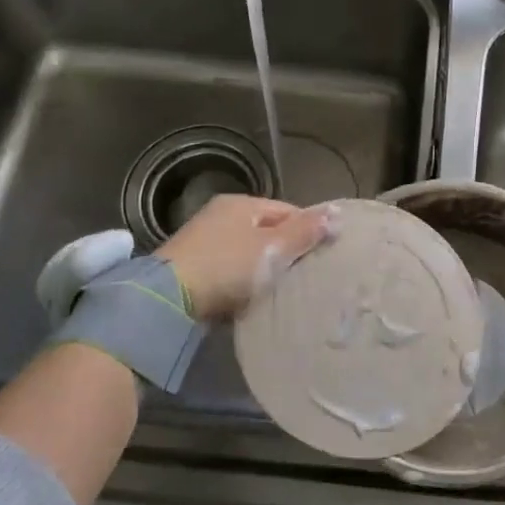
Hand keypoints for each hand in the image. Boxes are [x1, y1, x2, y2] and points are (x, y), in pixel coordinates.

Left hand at [157, 195, 333, 319]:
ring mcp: (203, 240)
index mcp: (241, 203)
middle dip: (285, 250)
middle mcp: (220, 215)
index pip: (287, 210)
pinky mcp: (192, 267)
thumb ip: (304, 231)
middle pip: (266, 230)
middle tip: (304, 275)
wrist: (167, 300)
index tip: (321, 256)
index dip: (307, 231)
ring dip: (263, 267)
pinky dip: (242, 281)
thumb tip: (337, 212)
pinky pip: (229, 270)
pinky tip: (251, 297)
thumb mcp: (271, 248)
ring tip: (282, 289)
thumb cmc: (227, 266)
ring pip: (247, 251)